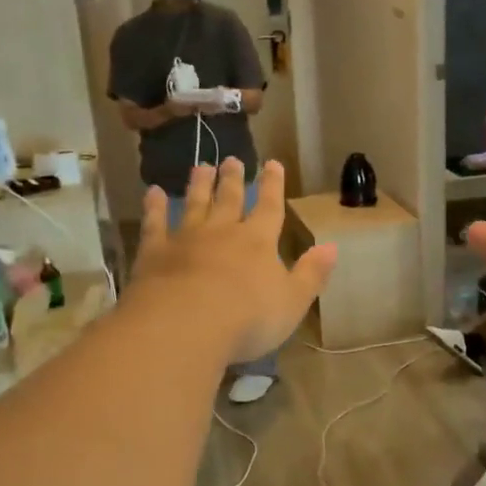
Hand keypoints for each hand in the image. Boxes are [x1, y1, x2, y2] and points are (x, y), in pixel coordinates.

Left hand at [133, 158, 335, 363]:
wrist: (184, 326)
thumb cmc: (248, 318)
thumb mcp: (293, 302)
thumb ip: (312, 273)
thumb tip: (333, 247)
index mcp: (258, 242)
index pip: (269, 207)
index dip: (273, 185)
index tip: (273, 163)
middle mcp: (223, 231)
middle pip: (229, 199)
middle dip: (233, 179)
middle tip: (232, 160)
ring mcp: (186, 239)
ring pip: (194, 204)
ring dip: (199, 185)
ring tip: (201, 166)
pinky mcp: (154, 252)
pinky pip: (155, 223)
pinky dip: (155, 207)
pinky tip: (153, 193)